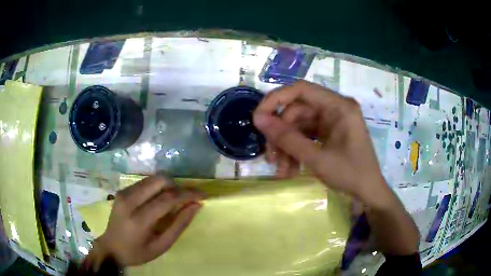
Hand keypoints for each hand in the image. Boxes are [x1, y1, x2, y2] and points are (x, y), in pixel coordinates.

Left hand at [88, 175, 202, 269]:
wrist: (111, 247)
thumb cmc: (137, 252)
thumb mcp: (162, 246)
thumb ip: (179, 225)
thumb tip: (195, 206)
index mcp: (139, 219)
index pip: (167, 199)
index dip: (187, 194)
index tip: (202, 194)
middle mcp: (129, 200)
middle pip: (159, 181)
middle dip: (177, 186)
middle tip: (186, 198)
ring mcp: (124, 193)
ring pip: (153, 178)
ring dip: (168, 185)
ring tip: (175, 199)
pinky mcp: (122, 190)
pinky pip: (145, 182)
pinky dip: (157, 187)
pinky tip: (160, 199)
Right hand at [253, 81, 387, 205]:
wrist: (369, 193)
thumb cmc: (350, 174)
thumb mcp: (317, 159)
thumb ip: (287, 138)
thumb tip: (258, 119)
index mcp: (339, 106)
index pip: (301, 90)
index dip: (276, 100)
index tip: (258, 117)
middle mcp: (335, 108)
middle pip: (297, 111)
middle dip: (281, 134)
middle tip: (270, 157)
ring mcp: (332, 121)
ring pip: (299, 126)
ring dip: (287, 147)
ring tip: (281, 170)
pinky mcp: (329, 133)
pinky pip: (306, 136)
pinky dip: (296, 151)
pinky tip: (290, 169)